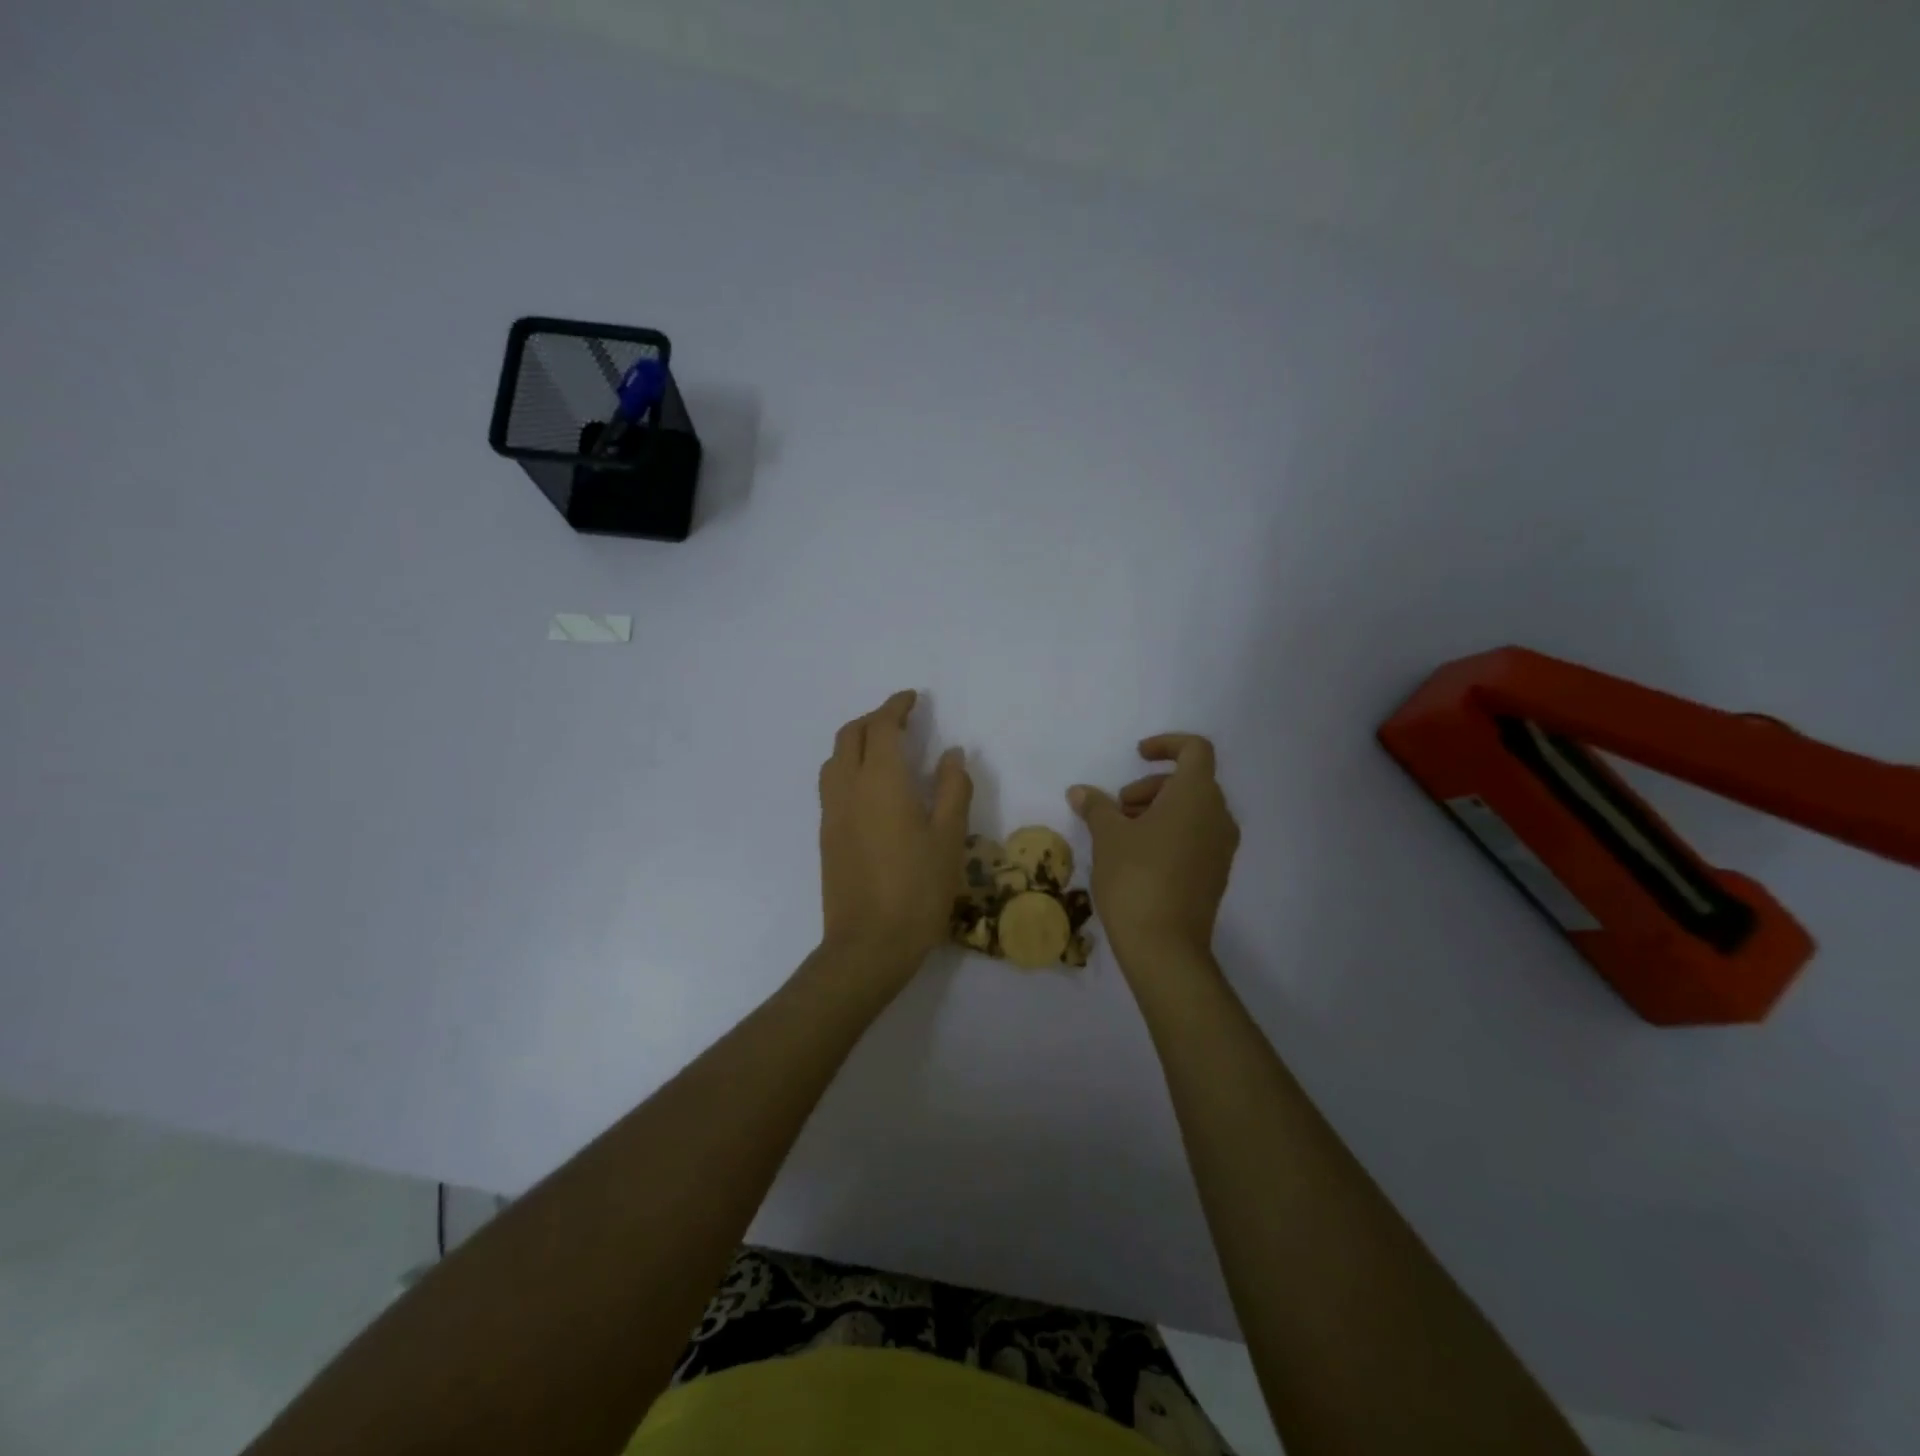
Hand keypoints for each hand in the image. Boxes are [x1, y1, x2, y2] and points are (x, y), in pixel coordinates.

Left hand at [818, 690, 972, 971]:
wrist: (868, 944)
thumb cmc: (918, 888)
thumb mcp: (950, 837)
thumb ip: (953, 788)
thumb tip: (951, 753)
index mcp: (880, 780)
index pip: (882, 726)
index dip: (896, 706)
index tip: (912, 698)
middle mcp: (848, 787)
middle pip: (850, 735)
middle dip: (874, 719)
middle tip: (901, 720)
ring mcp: (831, 812)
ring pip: (835, 758)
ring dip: (856, 741)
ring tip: (883, 749)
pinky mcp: (825, 835)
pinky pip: (831, 783)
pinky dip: (848, 766)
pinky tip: (871, 787)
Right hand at [1069, 734, 1239, 968]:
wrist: (1165, 946)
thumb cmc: (1136, 877)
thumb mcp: (1108, 836)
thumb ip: (1097, 806)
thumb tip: (1080, 791)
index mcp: (1196, 796)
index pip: (1195, 749)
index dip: (1166, 744)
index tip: (1137, 756)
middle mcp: (1218, 816)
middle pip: (1190, 781)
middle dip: (1150, 786)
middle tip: (1118, 809)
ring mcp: (1221, 848)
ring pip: (1192, 810)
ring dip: (1157, 810)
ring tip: (1122, 835)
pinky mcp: (1216, 874)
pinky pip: (1196, 836)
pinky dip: (1170, 833)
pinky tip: (1138, 857)